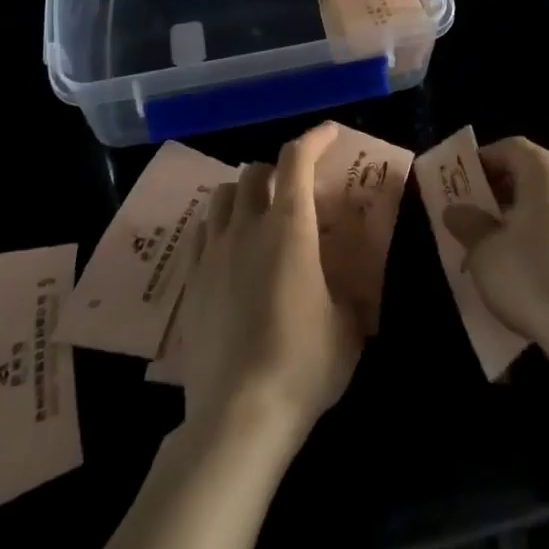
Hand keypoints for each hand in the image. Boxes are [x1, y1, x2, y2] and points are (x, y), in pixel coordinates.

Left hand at [178, 124, 362, 448]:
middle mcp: (248, 227)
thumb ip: (353, 293)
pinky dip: (219, 225)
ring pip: (221, 196)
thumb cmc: (303, 364)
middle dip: (276, 169)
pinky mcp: (191, 281)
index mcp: (290, 227)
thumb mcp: (349, 327)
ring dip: (242, 192)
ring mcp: (214, 252)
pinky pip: (202, 232)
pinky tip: (230, 248)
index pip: (296, 159)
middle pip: (253, 171)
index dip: (314, 138)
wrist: (238, 415)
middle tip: (294, 188)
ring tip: (258, 213)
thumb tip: (357, 285)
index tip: (330, 133)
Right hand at [445, 136, 548, 347]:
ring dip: (525, 214)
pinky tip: (529, 267)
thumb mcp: (484, 250)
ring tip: (499, 244)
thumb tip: (456, 211)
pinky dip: (546, 235)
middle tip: (477, 213)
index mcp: (548, 171)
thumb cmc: (529, 274)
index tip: (463, 181)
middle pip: (533, 174)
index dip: (484, 160)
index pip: (511, 148)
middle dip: (503, 190)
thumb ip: (468, 223)